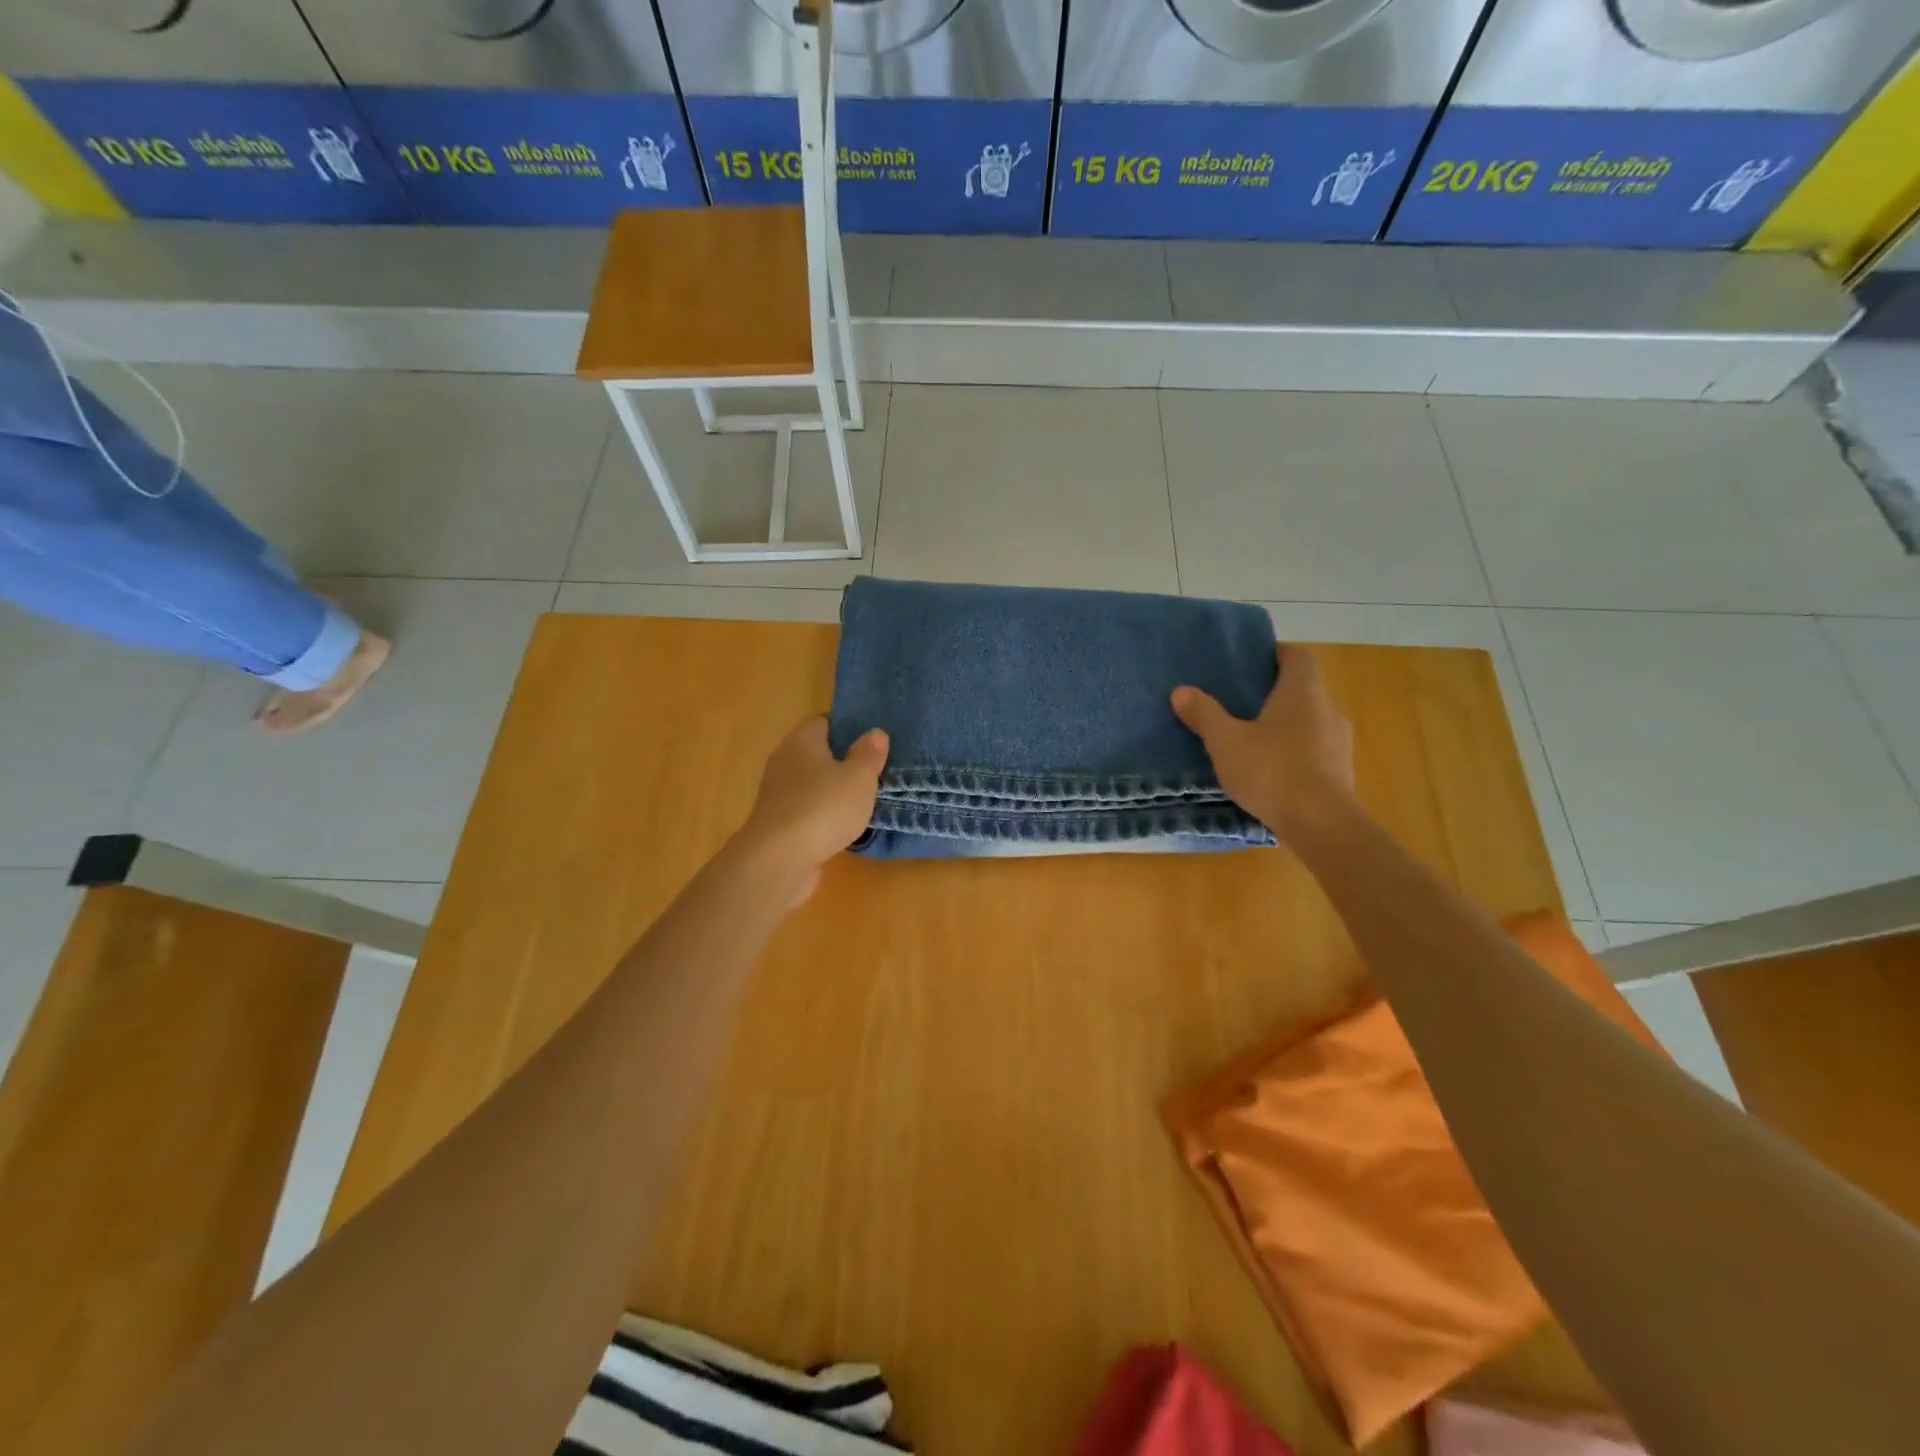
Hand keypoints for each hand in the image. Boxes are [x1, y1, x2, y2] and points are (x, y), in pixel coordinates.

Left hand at [737, 717, 888, 903]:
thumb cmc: (823, 808)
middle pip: (817, 753)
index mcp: (802, 740)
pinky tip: (842, 826)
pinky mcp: (777, 823)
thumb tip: (875, 733)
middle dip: (843, 761)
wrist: (778, 860)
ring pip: (811, 783)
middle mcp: (784, 760)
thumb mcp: (859, 777)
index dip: (848, 728)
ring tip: (863, 800)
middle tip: (873, 771)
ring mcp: (777, 793)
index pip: (824, 722)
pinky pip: (806, 810)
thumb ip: (869, 754)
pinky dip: (822, 815)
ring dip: (832, 791)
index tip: (872, 742)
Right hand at [1172, 644, 1354, 834]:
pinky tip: (1270, 771)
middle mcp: (1328, 709)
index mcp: (1303, 692)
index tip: (1249, 664)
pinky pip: (1314, 751)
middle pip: (1303, 689)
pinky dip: (1294, 753)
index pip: (1297, 656)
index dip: (1275, 654)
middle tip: (1239, 703)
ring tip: (1251, 740)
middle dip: (1273, 693)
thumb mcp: (1226, 742)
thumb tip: (1181, 691)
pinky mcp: (1340, 772)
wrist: (1322, 825)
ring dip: (1284, 726)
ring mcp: (1339, 743)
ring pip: (1309, 722)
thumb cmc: (1272, 771)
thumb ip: (1204, 714)